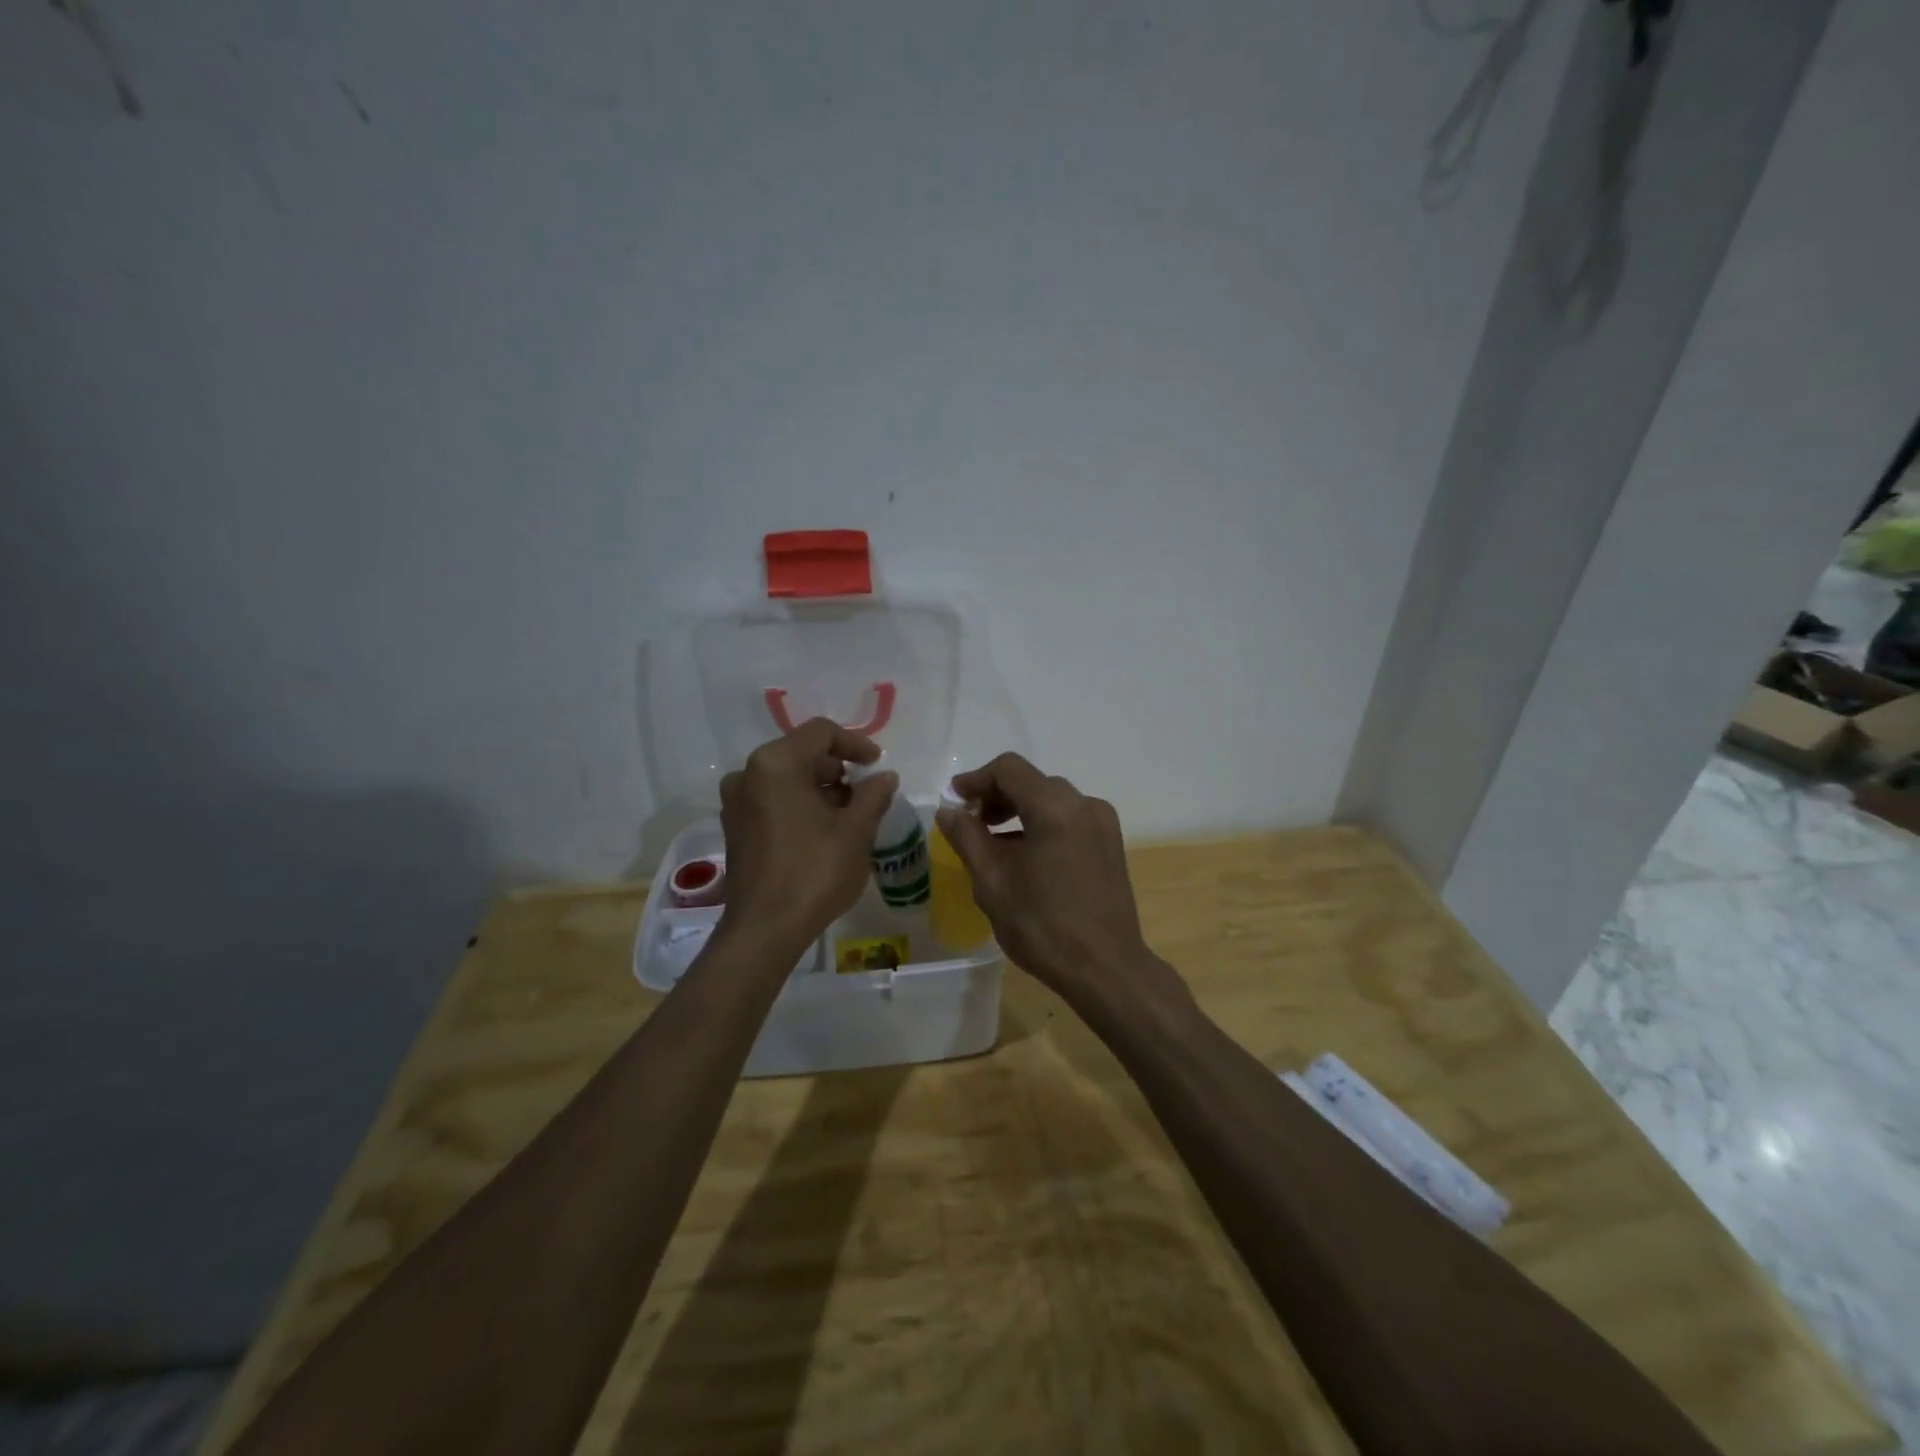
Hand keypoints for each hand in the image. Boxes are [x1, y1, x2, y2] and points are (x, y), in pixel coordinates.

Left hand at [718, 719, 896, 956]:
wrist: (764, 929)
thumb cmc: (814, 872)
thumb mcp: (855, 831)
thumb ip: (873, 795)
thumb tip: (885, 777)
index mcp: (776, 763)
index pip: (821, 733)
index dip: (855, 744)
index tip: (878, 765)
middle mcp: (748, 773)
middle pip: (802, 753)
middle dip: (838, 769)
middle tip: (866, 794)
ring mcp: (736, 802)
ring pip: (787, 778)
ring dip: (821, 789)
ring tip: (850, 816)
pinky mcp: (735, 827)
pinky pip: (773, 800)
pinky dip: (800, 805)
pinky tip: (823, 831)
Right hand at [935, 753, 1161, 1007]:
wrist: (1105, 968)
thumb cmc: (1042, 926)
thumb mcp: (993, 882)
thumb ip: (967, 838)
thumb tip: (949, 811)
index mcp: (1054, 808)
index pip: (1009, 769)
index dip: (977, 779)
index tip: (955, 800)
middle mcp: (1084, 804)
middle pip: (1033, 781)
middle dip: (997, 795)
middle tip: (971, 822)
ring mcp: (1103, 823)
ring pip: (1052, 799)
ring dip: (1020, 810)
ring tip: (994, 842)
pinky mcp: (1111, 843)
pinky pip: (1070, 818)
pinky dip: (1043, 823)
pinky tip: (1026, 856)